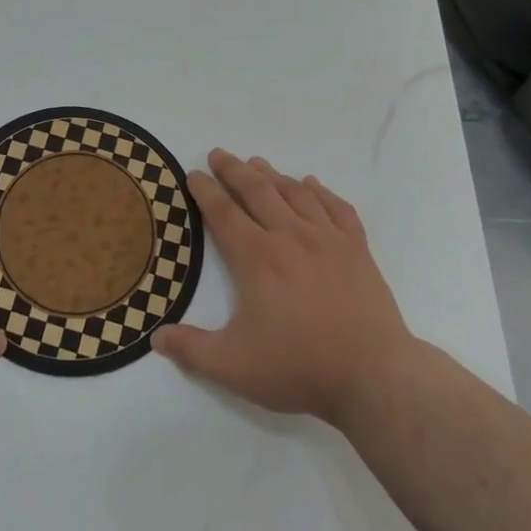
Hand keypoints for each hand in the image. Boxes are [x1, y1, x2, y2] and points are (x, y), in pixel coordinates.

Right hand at [154, 150, 423, 429]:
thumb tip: (156, 338)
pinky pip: (337, 208)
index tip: (194, 173)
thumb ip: (192, 350)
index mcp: (256, 258)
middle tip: (218, 154)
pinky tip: (312, 185)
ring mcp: (327, 239)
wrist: (374, 375)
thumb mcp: (234, 367)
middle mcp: (289, 236)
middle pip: (257, 190)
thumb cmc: (299, 367)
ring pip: (295, 193)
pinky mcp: (357, 249)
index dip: (205, 190)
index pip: (223, 212)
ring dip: (272, 174)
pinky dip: (321, 192)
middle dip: (234, 170)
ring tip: (257, 163)